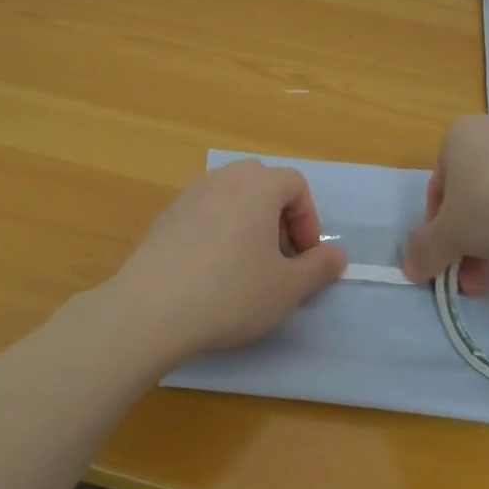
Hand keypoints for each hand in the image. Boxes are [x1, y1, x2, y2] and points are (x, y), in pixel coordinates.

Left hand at [110, 160, 347, 360]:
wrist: (152, 309)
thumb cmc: (232, 293)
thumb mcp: (288, 288)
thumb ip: (319, 267)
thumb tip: (336, 255)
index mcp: (258, 186)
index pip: (295, 184)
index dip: (308, 219)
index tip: (303, 257)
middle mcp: (224, 179)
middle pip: (262, 183)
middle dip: (278, 216)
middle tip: (278, 257)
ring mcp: (190, 194)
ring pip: (231, 196)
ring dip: (248, 222)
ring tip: (245, 264)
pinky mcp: (165, 216)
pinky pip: (204, 212)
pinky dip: (218, 230)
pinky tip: (210, 270)